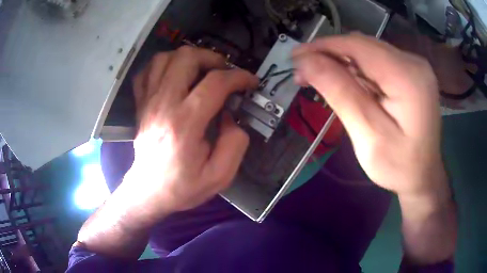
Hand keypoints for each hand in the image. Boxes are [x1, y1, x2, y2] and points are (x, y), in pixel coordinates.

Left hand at [127, 46, 257, 216]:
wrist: (149, 191)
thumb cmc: (182, 187)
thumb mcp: (220, 176)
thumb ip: (235, 143)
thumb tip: (232, 115)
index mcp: (185, 124)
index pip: (215, 83)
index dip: (239, 76)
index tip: (251, 81)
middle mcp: (163, 105)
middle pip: (186, 58)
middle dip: (212, 58)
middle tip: (224, 72)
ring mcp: (148, 101)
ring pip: (165, 58)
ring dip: (188, 58)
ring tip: (201, 71)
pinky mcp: (141, 103)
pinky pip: (147, 71)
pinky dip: (163, 66)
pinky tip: (174, 76)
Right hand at [294, 33, 446, 196]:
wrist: (423, 176)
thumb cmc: (399, 166)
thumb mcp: (368, 135)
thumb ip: (340, 93)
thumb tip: (306, 62)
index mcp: (408, 78)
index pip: (358, 46)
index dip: (323, 47)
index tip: (296, 57)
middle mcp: (413, 63)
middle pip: (363, 46)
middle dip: (330, 55)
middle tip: (304, 73)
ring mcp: (414, 66)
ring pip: (369, 52)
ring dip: (342, 62)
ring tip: (320, 78)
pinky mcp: (411, 73)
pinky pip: (378, 61)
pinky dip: (358, 69)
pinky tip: (347, 83)